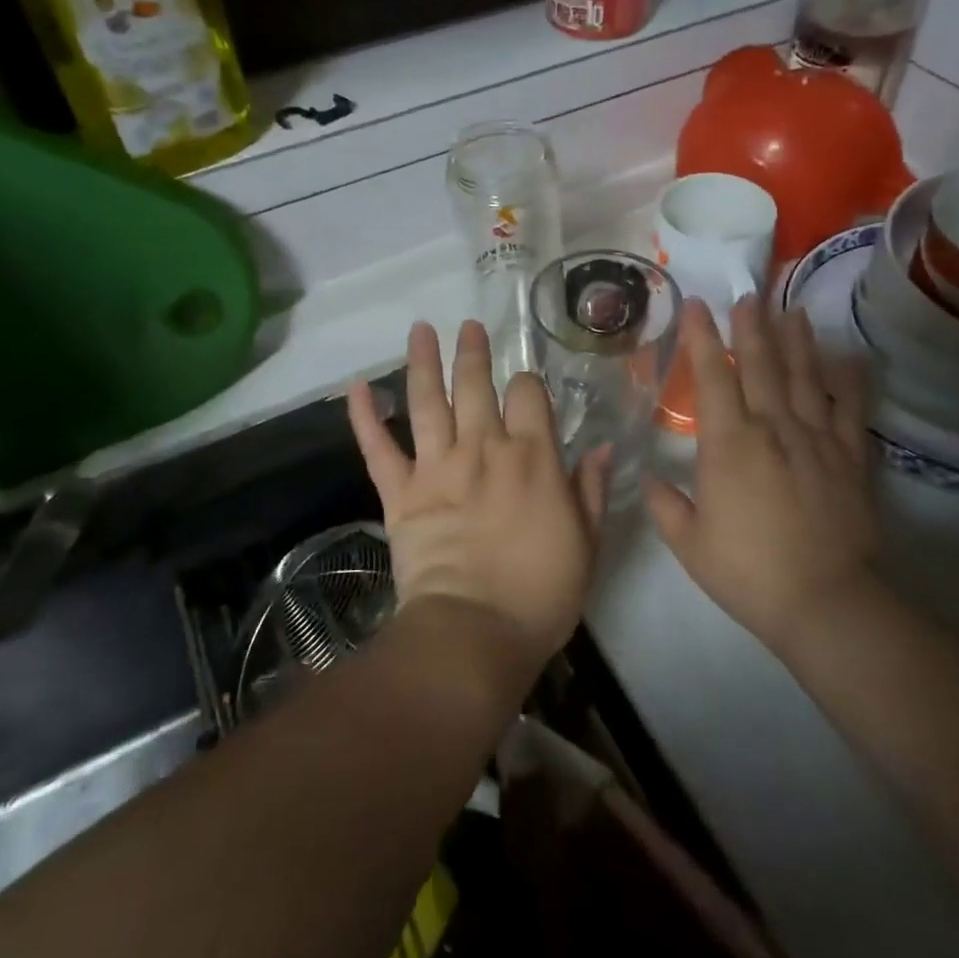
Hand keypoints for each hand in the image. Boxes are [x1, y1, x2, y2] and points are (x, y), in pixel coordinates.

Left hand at [348, 319, 609, 679]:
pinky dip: (364, 416)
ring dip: (423, 361)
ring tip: (420, 329)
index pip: (527, 394)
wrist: (474, 632)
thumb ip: (592, 490)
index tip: (525, 386)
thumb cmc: (540, 593)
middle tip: (468, 325)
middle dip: (472, 352)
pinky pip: (378, 447)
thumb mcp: (587, 543)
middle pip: (474, 385)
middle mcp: (482, 447)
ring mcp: (437, 466)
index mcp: (531, 456)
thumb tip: (602, 448)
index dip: (526, 382)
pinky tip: (356, 386)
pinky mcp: (400, 492)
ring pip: (427, 401)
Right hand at [645, 297, 877, 656]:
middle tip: (748, 293)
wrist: (824, 601)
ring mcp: (816, 439)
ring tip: (791, 309)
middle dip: (751, 326)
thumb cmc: (748, 571)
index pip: (712, 377)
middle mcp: (773, 428)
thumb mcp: (689, 543)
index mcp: (728, 444)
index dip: (702, 338)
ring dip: (796, 340)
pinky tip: (847, 357)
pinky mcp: (849, 457)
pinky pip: (848, 409)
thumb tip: (649, 478)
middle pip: (761, 364)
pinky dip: (847, 380)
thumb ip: (665, 505)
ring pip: (804, 377)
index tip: (696, 306)